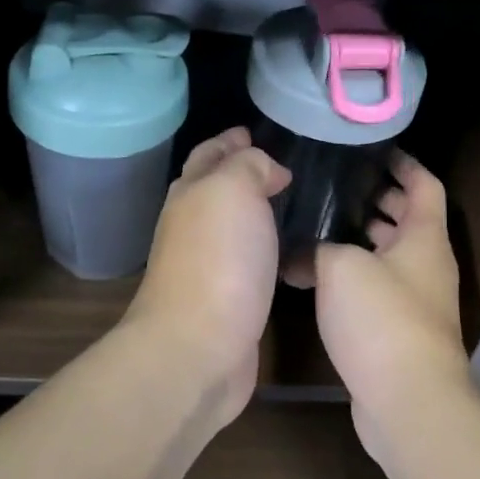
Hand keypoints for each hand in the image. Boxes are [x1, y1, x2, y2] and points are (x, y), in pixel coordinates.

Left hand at [125, 127, 289, 421]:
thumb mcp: (232, 190)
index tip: (253, 131)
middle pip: (213, 188)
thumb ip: (249, 166)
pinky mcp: (227, 300)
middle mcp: (192, 226)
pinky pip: (247, 259)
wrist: (198, 347)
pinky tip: (284, 250)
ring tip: (288, 201)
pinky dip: (263, 246)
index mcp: (191, 193)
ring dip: (253, 210)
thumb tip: (268, 170)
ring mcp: (207, 265)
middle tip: (278, 164)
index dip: (229, 141)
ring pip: (231, 225)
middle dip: (238, 171)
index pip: (209, 155)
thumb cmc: (218, 260)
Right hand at [313, 153, 471, 461]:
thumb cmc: (382, 319)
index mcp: (424, 237)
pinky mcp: (400, 330)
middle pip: (408, 219)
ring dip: (364, 238)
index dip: (404, 163)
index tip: (374, 151)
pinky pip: (379, 287)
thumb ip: (317, 249)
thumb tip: (297, 255)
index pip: (424, 184)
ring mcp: (417, 300)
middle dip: (378, 200)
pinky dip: (356, 275)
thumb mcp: (341, 268)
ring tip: (322, 224)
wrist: (408, 400)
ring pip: (391, 255)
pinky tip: (318, 277)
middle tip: (338, 185)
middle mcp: (427, 264)